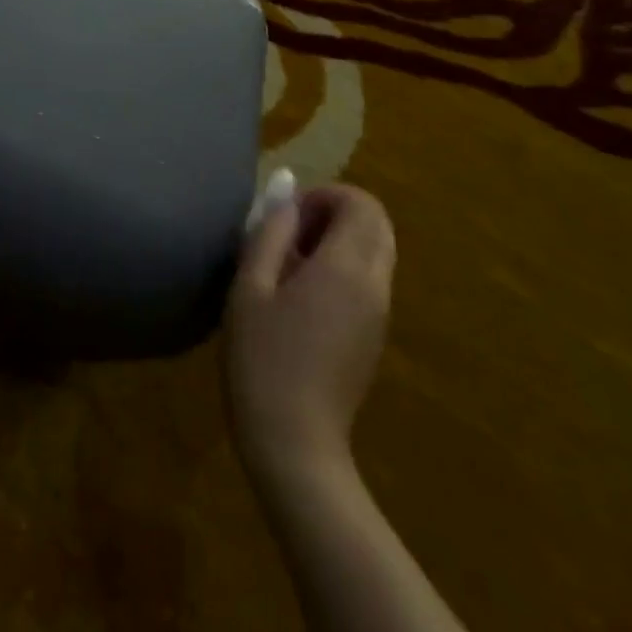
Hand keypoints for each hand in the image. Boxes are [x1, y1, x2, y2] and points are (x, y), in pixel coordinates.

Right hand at [223, 183, 395, 495]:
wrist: (294, 441)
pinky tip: (302, 298)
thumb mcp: (250, 286)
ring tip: (289, 266)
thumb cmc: (261, 357)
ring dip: (339, 241)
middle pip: (376, 224)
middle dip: (335, 214)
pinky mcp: (375, 336)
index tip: (286, 217)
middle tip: (288, 235)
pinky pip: (370, 281)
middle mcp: (375, 285)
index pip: (361, 204)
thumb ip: (271, 231)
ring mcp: (381, 314)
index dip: (324, 196)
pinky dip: (344, 268)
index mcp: (346, 268)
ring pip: (376, 252)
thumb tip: (287, 190)